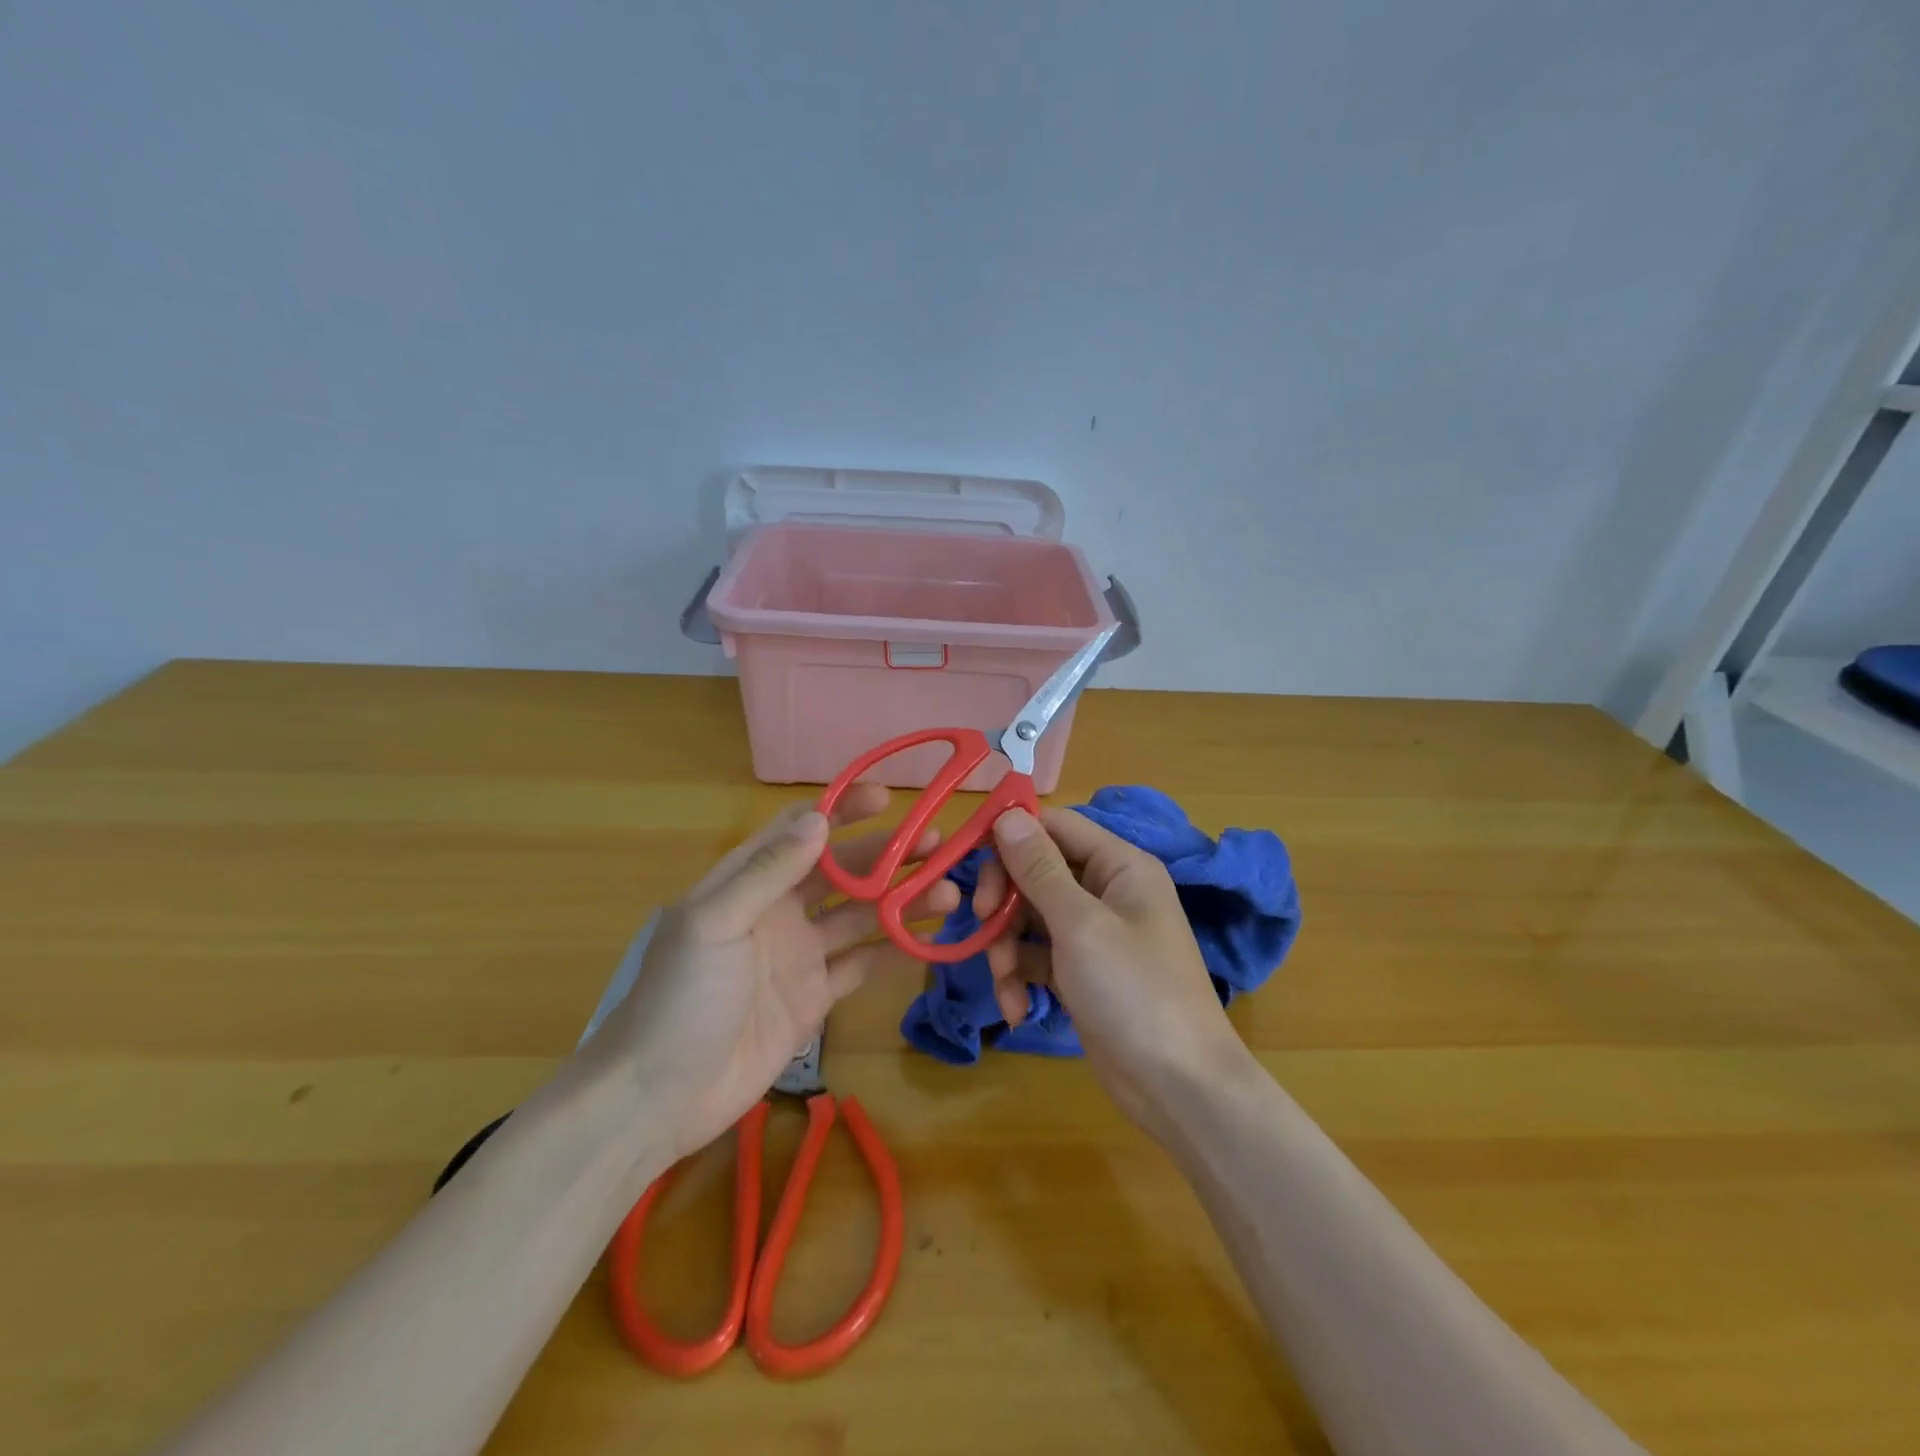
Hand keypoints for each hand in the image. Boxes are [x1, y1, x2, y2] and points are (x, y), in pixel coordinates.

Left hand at [585, 785, 957, 1158]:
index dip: (841, 809)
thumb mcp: (715, 924)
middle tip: (939, 846)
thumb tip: (819, 820)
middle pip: (843, 869)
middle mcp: (779, 909)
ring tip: (948, 892)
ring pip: (861, 915)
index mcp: (749, 881)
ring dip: (902, 900)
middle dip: (888, 854)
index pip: (800, 830)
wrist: (659, 1097)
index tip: (885, 799)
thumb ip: (767, 872)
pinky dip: (895, 951)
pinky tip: (930, 940)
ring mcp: (800, 954)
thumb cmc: (681, 998)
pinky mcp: (815, 996)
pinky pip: (862, 964)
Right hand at [974, 807, 1244, 1132]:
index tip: (967, 855)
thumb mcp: (1080, 925)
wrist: (1178, 1088)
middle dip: (1005, 898)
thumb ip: (1039, 869)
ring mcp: (1092, 934)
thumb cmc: (1134, 992)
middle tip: (982, 919)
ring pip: (1029, 916)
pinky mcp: (1080, 972)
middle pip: (1036, 871)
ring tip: (1005, 981)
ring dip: (1007, 946)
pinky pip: (1037, 956)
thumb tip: (1009, 814)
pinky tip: (1018, 1009)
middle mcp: (1106, 891)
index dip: (1010, 834)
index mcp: (1119, 865)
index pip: (1055, 826)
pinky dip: (1021, 977)